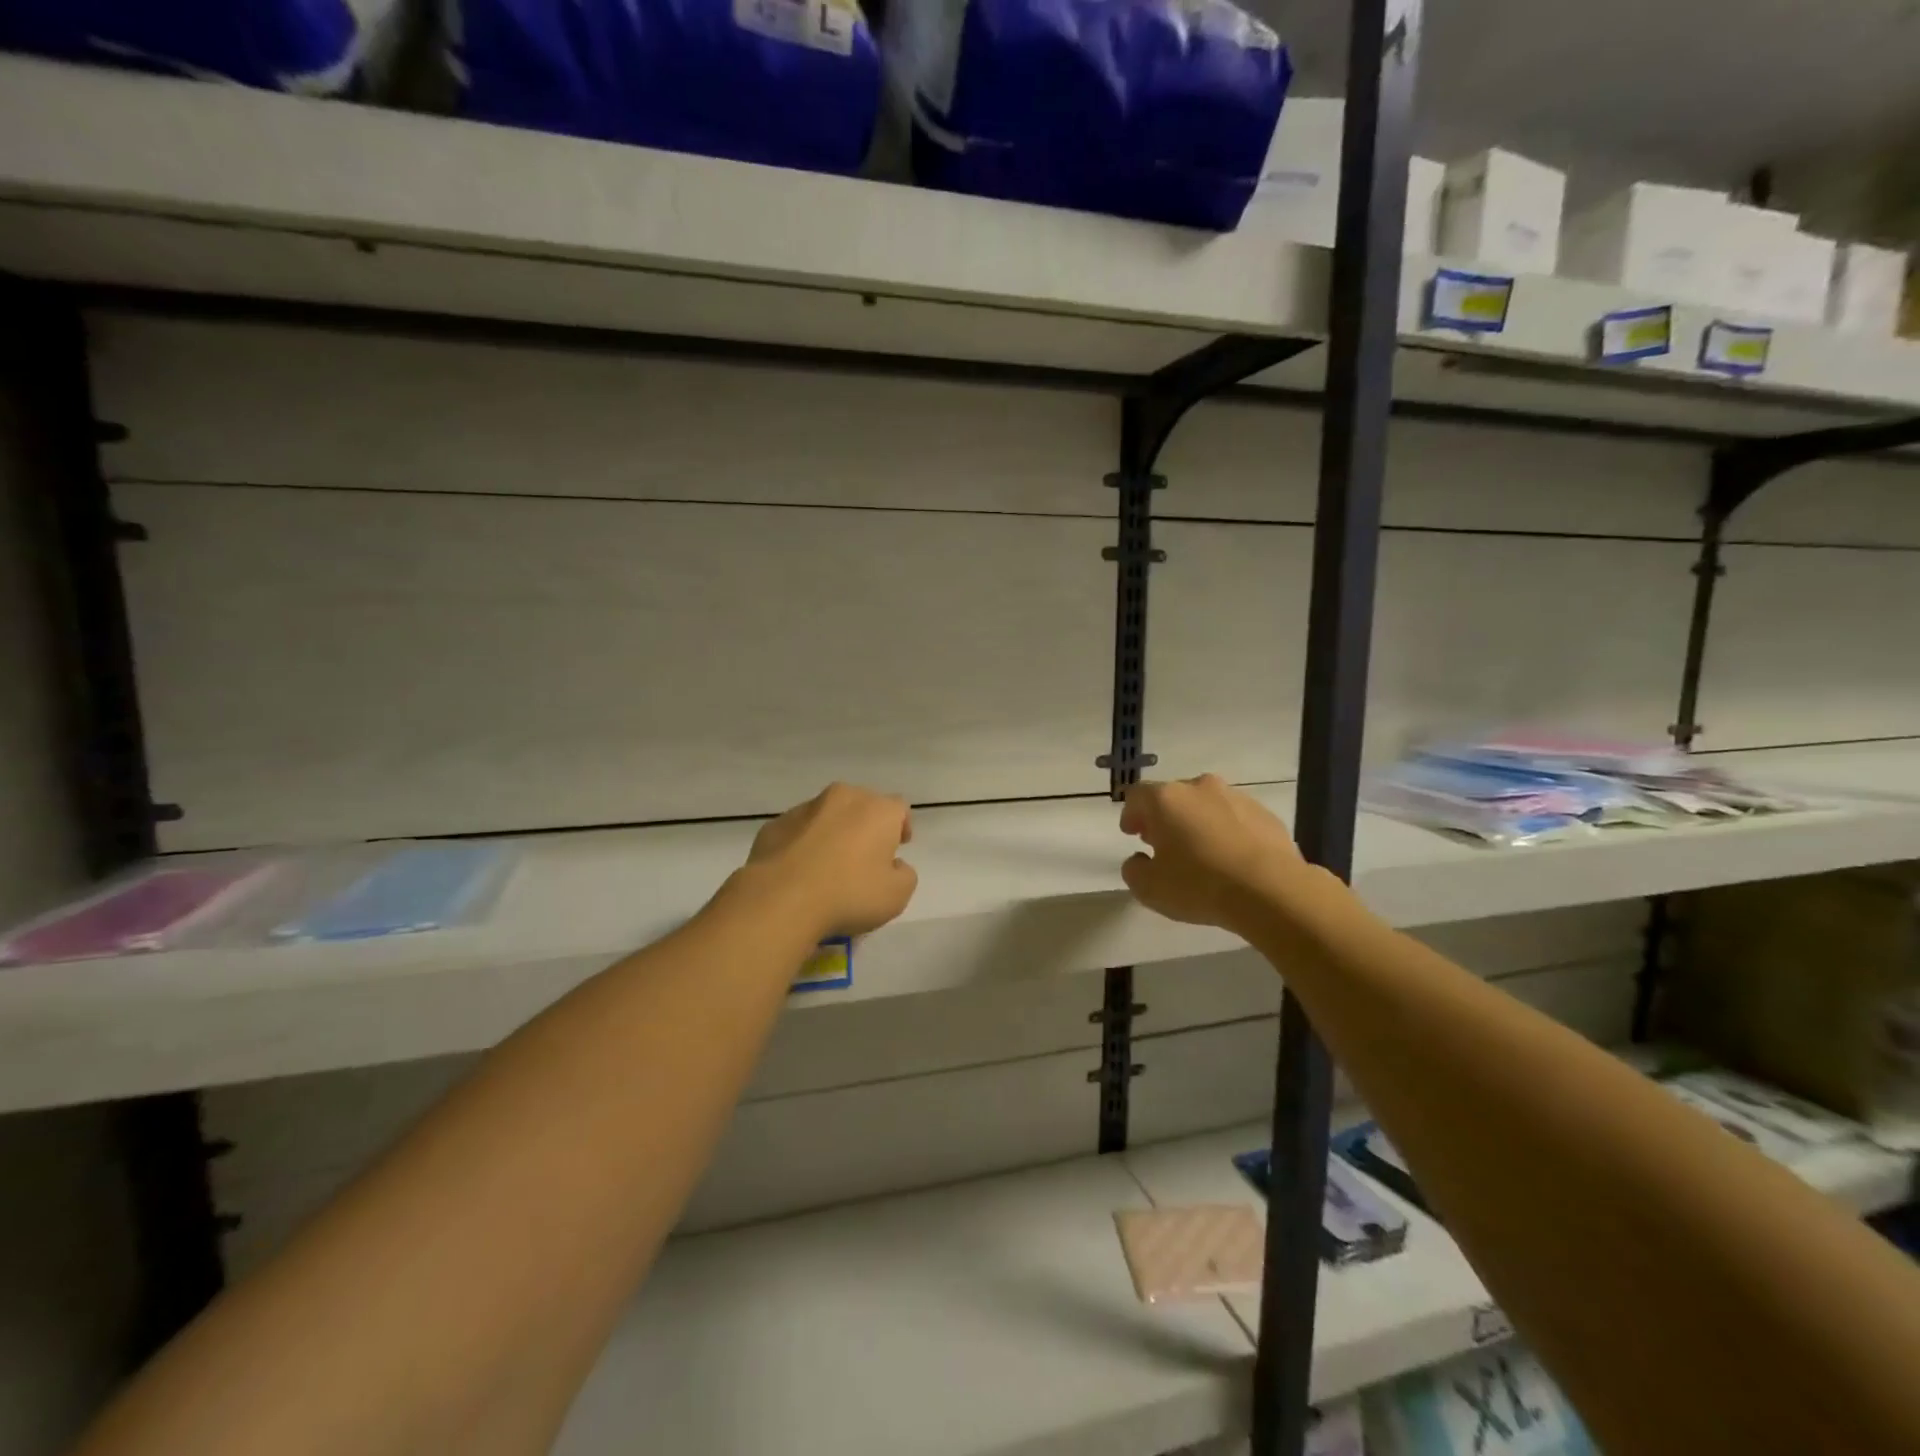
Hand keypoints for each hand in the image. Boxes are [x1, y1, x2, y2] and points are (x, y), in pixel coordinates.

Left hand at [744, 783, 918, 936]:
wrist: (781, 899)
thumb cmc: (849, 894)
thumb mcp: (897, 896)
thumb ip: (905, 874)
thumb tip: (894, 865)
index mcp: (877, 810)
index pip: (899, 808)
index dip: (901, 826)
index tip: (898, 847)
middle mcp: (843, 798)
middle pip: (862, 805)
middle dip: (866, 825)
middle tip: (865, 856)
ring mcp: (805, 808)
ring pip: (828, 815)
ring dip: (833, 832)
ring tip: (828, 864)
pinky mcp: (775, 824)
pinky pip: (799, 830)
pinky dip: (804, 843)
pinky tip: (800, 871)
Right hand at [1119, 775, 1315, 931]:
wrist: (1271, 890)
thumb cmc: (1199, 884)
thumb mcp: (1149, 888)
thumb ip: (1134, 869)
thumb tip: (1140, 860)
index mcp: (1166, 799)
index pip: (1137, 795)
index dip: (1131, 814)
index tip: (1132, 834)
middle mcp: (1199, 787)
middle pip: (1173, 796)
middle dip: (1164, 818)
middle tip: (1163, 844)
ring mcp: (1235, 797)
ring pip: (1206, 804)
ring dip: (1197, 822)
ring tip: (1200, 852)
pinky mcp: (1265, 813)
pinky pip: (1235, 818)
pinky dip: (1227, 831)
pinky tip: (1231, 859)